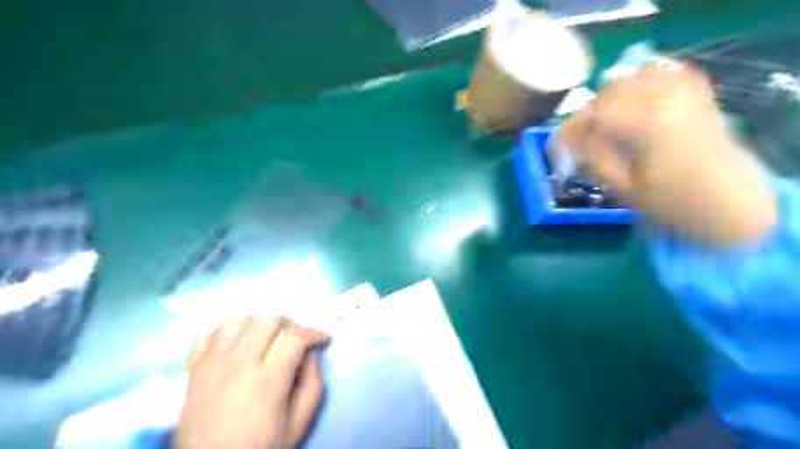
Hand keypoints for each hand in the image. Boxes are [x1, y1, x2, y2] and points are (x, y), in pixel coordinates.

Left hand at [175, 318, 327, 448]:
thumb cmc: (261, 447)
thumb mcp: (300, 422)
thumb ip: (313, 383)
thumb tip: (311, 353)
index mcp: (268, 380)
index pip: (294, 336)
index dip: (313, 332)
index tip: (322, 339)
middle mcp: (239, 365)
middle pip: (267, 321)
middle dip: (289, 325)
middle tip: (295, 340)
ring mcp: (212, 365)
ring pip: (237, 320)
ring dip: (257, 324)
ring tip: (265, 340)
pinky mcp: (193, 370)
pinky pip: (205, 335)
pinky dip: (222, 335)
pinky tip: (234, 348)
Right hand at [558, 59, 778, 245]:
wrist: (729, 201)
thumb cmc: (672, 202)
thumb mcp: (623, 188)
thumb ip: (592, 157)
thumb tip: (566, 140)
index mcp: (649, 124)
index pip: (595, 113)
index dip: (570, 128)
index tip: (556, 145)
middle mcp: (667, 97)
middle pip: (610, 91)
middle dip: (588, 114)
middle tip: (579, 139)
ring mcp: (685, 90)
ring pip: (632, 77)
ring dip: (611, 98)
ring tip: (605, 124)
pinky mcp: (696, 91)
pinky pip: (660, 72)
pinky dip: (638, 84)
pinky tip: (632, 104)